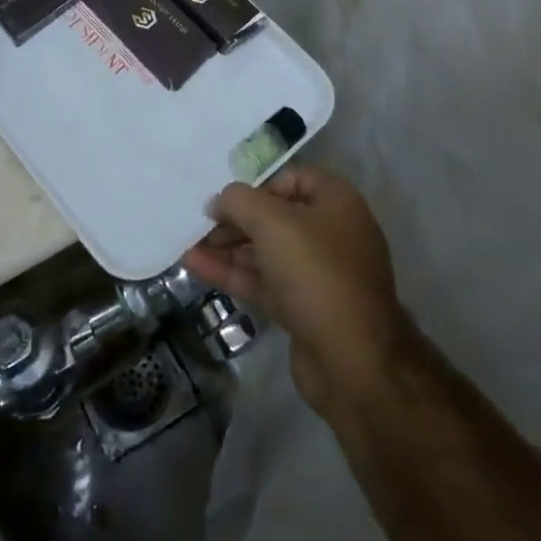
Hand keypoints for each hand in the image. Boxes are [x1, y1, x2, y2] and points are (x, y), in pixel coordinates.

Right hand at [183, 165, 413, 418]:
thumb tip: (220, 201)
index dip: (258, 186)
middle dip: (236, 220)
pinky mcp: (304, 309)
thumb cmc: (315, 272)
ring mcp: (319, 275)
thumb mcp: (272, 222)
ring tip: (188, 245)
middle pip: (276, 217)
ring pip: (267, 252)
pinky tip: (196, 267)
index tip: (227, 200)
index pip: (293, 179)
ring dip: (228, 248)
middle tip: (200, 226)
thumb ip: (240, 201)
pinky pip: (264, 282)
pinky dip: (233, 273)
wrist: (352, 361)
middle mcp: (332, 234)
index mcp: (337, 204)